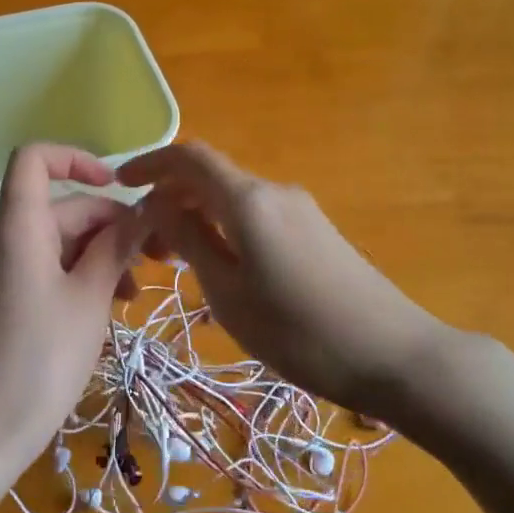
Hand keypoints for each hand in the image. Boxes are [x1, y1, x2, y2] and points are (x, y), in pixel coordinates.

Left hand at [0, 144, 143, 480]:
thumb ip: (117, 245)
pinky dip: (78, 276)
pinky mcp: (1, 298)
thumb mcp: (91, 297)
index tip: (117, 186)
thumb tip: (143, 210)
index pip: (34, 159)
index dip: (76, 158)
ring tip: (134, 294)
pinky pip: (44, 268)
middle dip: (111, 226)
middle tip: (158, 260)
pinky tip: (108, 307)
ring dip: (100, 255)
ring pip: (58, 242)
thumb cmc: (43, 356)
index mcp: (17, 226)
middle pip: (61, 208)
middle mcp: (1, 238)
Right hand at [118, 142, 446, 414]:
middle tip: (144, 248)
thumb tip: (157, 204)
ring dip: (196, 219)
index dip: (150, 163)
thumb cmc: (300, 331)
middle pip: (209, 178)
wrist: (394, 354)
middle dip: (169, 200)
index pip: (189, 157)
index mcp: (248, 200)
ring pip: (232, 200)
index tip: (119, 185)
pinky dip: (224, 230)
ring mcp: (300, 211)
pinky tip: (219, 271)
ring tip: (174, 264)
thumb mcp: (229, 293)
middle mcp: (274, 192)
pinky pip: (255, 217)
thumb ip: (189, 241)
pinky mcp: (315, 232)